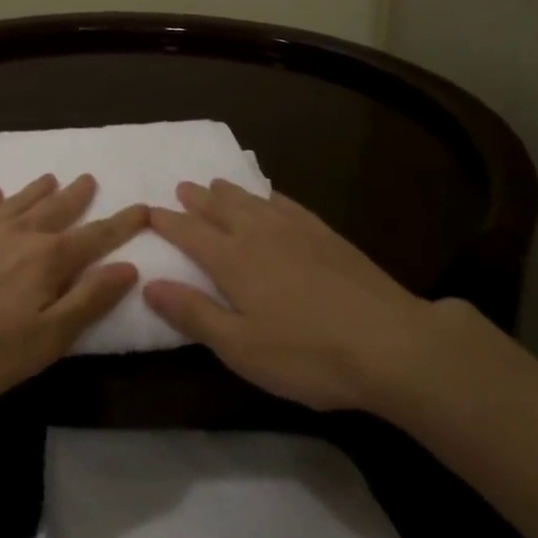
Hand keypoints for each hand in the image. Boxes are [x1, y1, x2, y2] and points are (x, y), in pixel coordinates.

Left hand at [0, 173, 145, 401]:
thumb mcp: (49, 337)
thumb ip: (89, 300)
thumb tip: (127, 267)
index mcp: (50, 259)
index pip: (96, 237)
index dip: (121, 224)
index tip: (142, 207)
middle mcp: (22, 234)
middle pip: (57, 209)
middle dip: (78, 196)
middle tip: (90, 178)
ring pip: (21, 202)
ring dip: (39, 190)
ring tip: (51, 177)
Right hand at [141, 180, 448, 413]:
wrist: (389, 343)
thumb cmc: (307, 354)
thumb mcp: (240, 348)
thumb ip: (194, 314)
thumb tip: (149, 284)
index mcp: (233, 260)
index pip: (190, 234)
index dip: (167, 222)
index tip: (147, 211)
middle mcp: (259, 234)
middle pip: (220, 208)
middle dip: (197, 199)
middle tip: (181, 187)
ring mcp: (296, 231)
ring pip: (253, 201)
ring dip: (229, 192)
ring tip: (216, 183)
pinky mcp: (327, 236)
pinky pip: (288, 205)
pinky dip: (271, 197)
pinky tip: (271, 197)